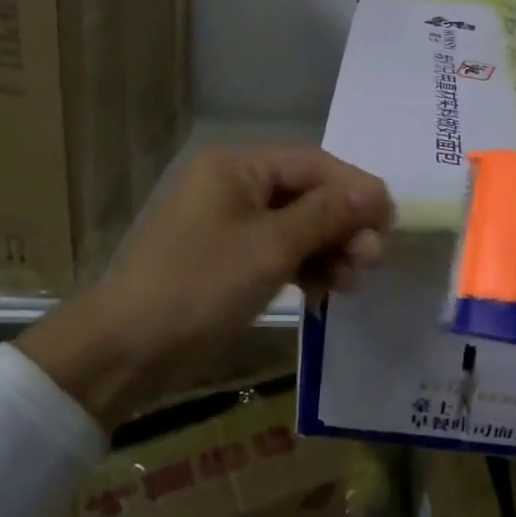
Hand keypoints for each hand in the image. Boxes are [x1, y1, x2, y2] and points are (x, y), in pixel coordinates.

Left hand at [16, 144, 393, 426]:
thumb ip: (328, 215)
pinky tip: (323, 292)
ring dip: (328, 250)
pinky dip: (303, 267)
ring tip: (352, 283)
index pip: (314, 165)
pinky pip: (277, 252)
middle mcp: (233, 184)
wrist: (124, 351)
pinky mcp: (226, 259)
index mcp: (237, 166)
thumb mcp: (270, 248)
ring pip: (296, 227)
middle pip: (307, 195)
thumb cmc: (199, 286)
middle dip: (343, 227)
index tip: (391, 224)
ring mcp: (228, 224)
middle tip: (372, 262)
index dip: (357, 190)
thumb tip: (379, 192)